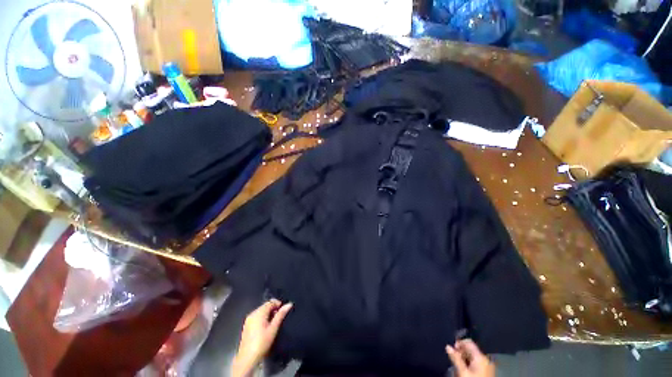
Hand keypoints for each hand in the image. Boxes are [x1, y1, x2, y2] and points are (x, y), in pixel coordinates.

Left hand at [231, 299, 292, 376]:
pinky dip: (262, 318)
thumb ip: (281, 315)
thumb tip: (289, 304)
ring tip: (273, 323)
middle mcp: (252, 313)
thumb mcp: (273, 328)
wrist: (247, 358)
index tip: (283, 311)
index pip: (270, 302)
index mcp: (259, 312)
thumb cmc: (262, 342)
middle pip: (265, 306)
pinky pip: (257, 317)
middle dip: (273, 309)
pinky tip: (265, 327)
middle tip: (279, 318)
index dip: (278, 304)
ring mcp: (248, 319)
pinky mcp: (246, 325)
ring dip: (268, 314)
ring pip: (261, 311)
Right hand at [446, 339, 494, 376]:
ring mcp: (488, 366)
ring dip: (464, 360)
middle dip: (461, 353)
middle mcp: (486, 359)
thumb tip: (448, 346)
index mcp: (481, 356)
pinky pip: (476, 364)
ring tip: (459, 368)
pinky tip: (465, 371)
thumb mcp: (462, 371)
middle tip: (454, 361)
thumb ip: (455, 358)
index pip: (468, 342)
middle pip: (470, 350)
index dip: (458, 343)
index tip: (452, 350)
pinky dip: (469, 365)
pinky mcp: (487, 372)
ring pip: (472, 357)